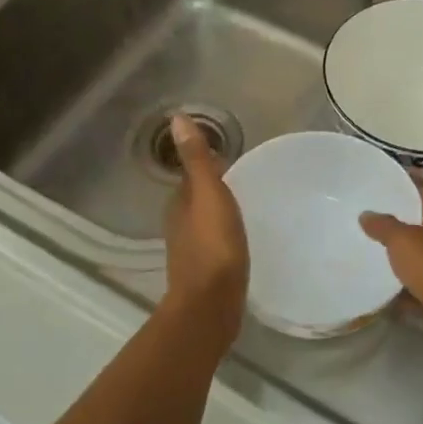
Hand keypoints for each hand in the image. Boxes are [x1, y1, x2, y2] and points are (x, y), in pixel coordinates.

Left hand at [162, 114, 248, 331]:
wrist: (211, 305)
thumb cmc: (213, 246)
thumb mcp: (209, 195)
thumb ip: (196, 160)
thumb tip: (177, 118)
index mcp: (179, 205)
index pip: (190, 177)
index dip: (206, 166)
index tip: (228, 158)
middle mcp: (180, 225)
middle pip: (196, 199)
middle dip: (213, 189)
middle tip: (242, 180)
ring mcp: (191, 251)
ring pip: (204, 222)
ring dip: (219, 214)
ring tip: (245, 207)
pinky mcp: (206, 272)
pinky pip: (215, 243)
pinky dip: (224, 236)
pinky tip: (241, 239)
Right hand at [360, 188, 422, 329]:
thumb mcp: (404, 242)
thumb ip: (384, 227)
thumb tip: (366, 213)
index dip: (410, 190)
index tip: (386, 192)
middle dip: (403, 229)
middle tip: (372, 229)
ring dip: (406, 263)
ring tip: (375, 263)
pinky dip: (410, 294)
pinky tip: (389, 300)